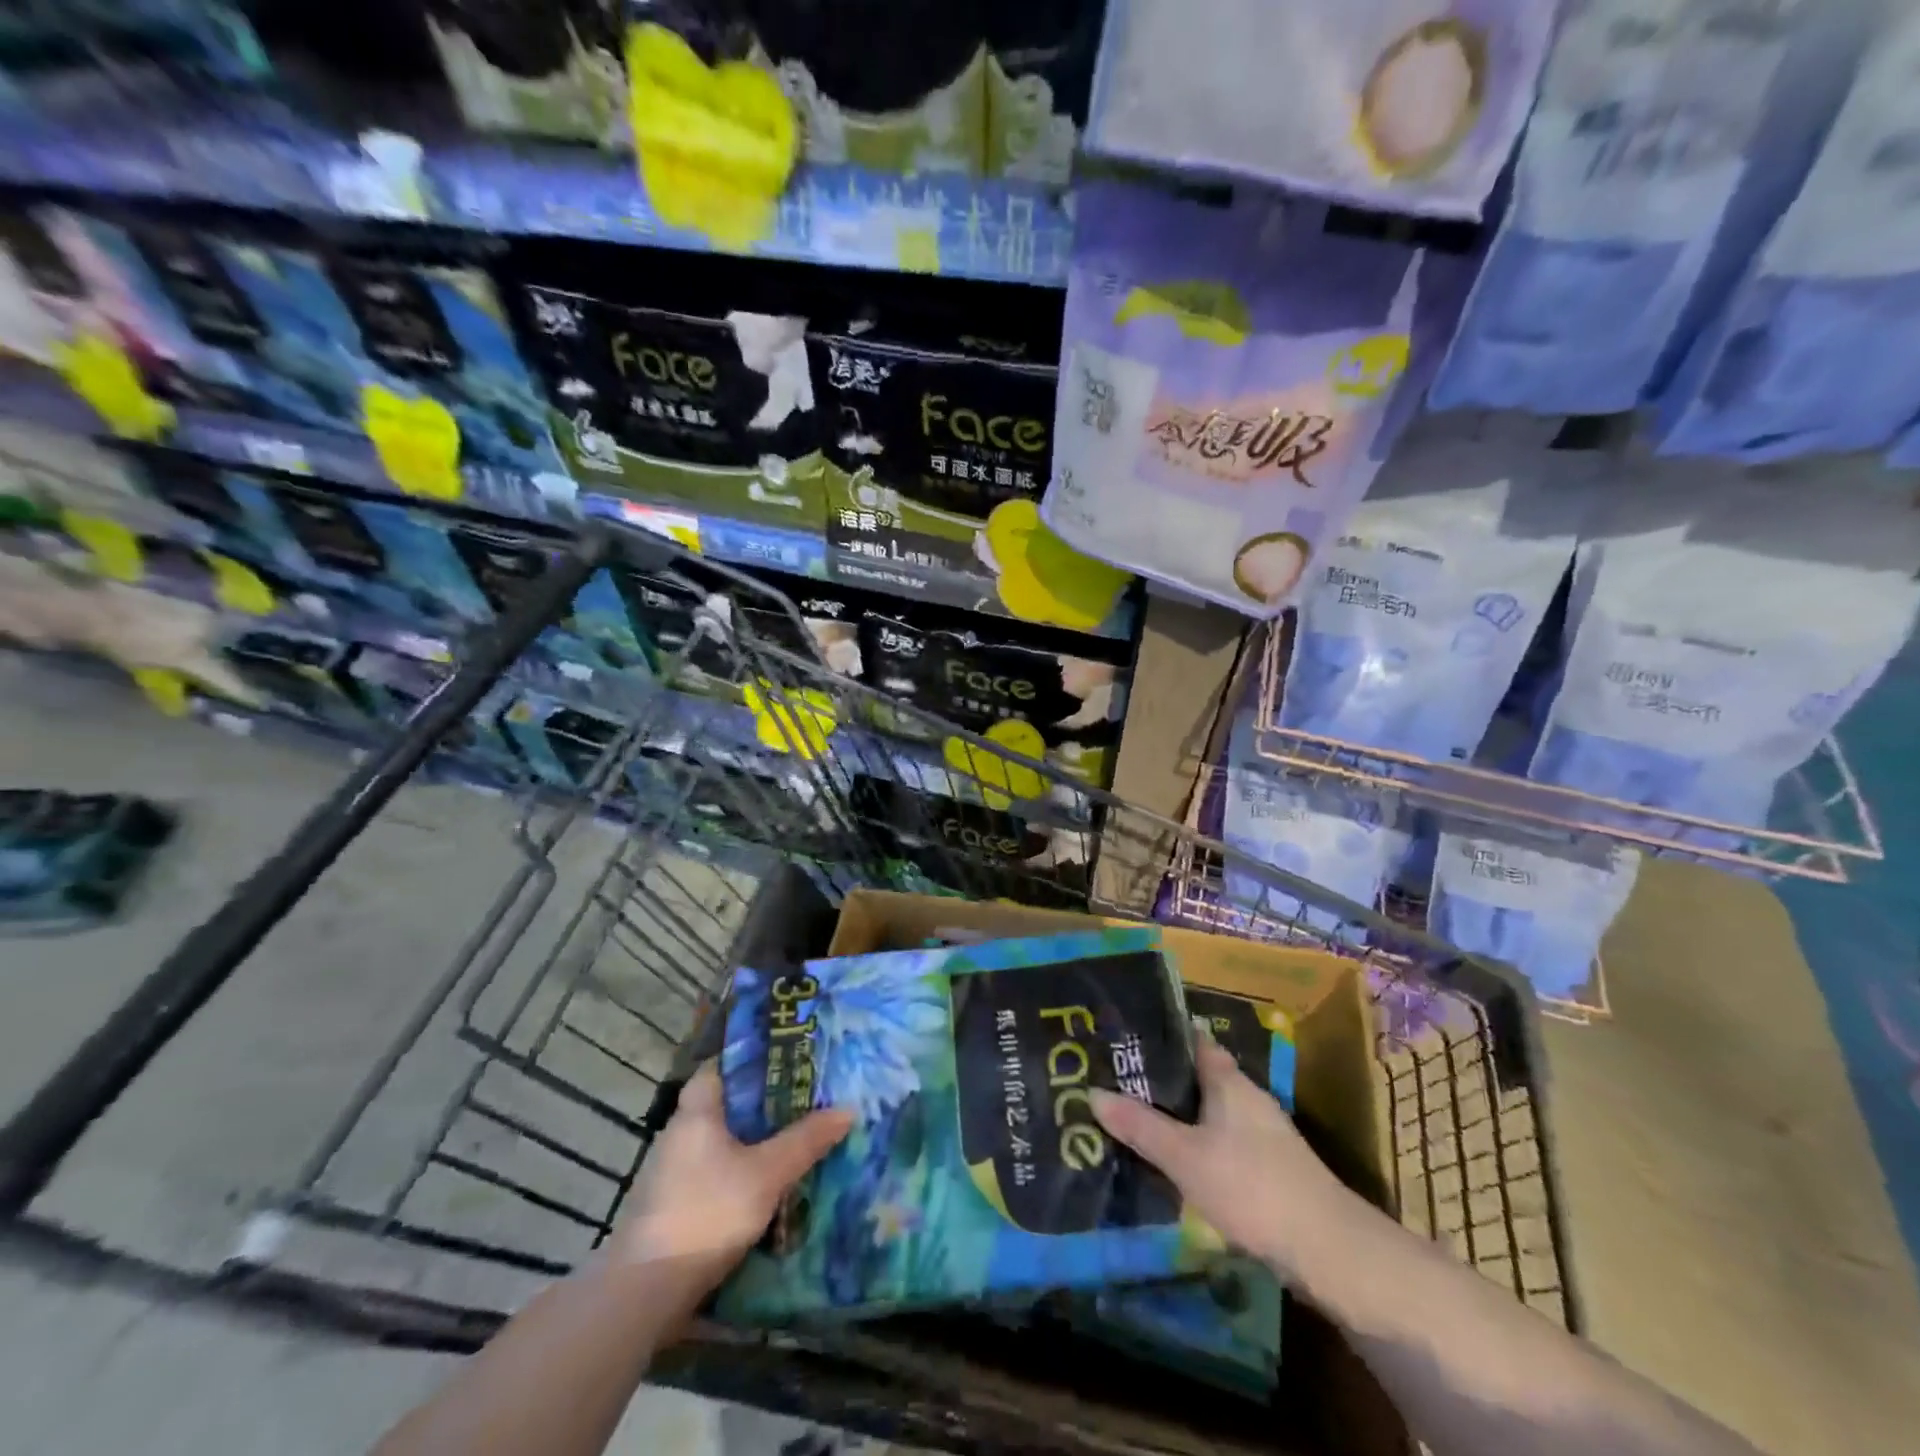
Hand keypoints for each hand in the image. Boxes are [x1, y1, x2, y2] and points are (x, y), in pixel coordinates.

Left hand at [614, 1063, 852, 1288]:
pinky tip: (765, 1185)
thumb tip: (846, 1108)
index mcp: (696, 1110)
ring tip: (793, 1139)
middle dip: (762, 1103)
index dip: (752, 1058)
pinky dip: (738, 1171)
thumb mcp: (767, 1174)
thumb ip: (806, 1140)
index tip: (788, 1058)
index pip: (721, 1065)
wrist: (644, 1294)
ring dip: (751, 1141)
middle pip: (724, 1104)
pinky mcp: (671, 1206)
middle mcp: (679, 1133)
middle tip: (804, 1098)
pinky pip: (713, 1172)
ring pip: (720, 1141)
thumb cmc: (706, 1213)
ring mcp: (671, 1172)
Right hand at [1091, 1033, 1351, 1281]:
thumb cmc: (1251, 1186)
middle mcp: (1245, 1096)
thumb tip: (1092, 1092)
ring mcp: (1259, 1132)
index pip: (1189, 1040)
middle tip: (1113, 1079)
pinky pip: (1218, 1139)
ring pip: (1206, 1110)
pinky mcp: (1265, 1166)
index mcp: (1227, 1080)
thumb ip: (1140, 1126)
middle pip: (1195, 1075)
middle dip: (1158, 1077)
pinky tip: (1169, 1159)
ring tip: (1131, 1117)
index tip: (1121, 1035)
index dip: (1158, 1034)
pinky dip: (1192, 1142)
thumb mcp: (1185, 1156)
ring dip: (1175, 1113)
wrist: (1327, 1249)